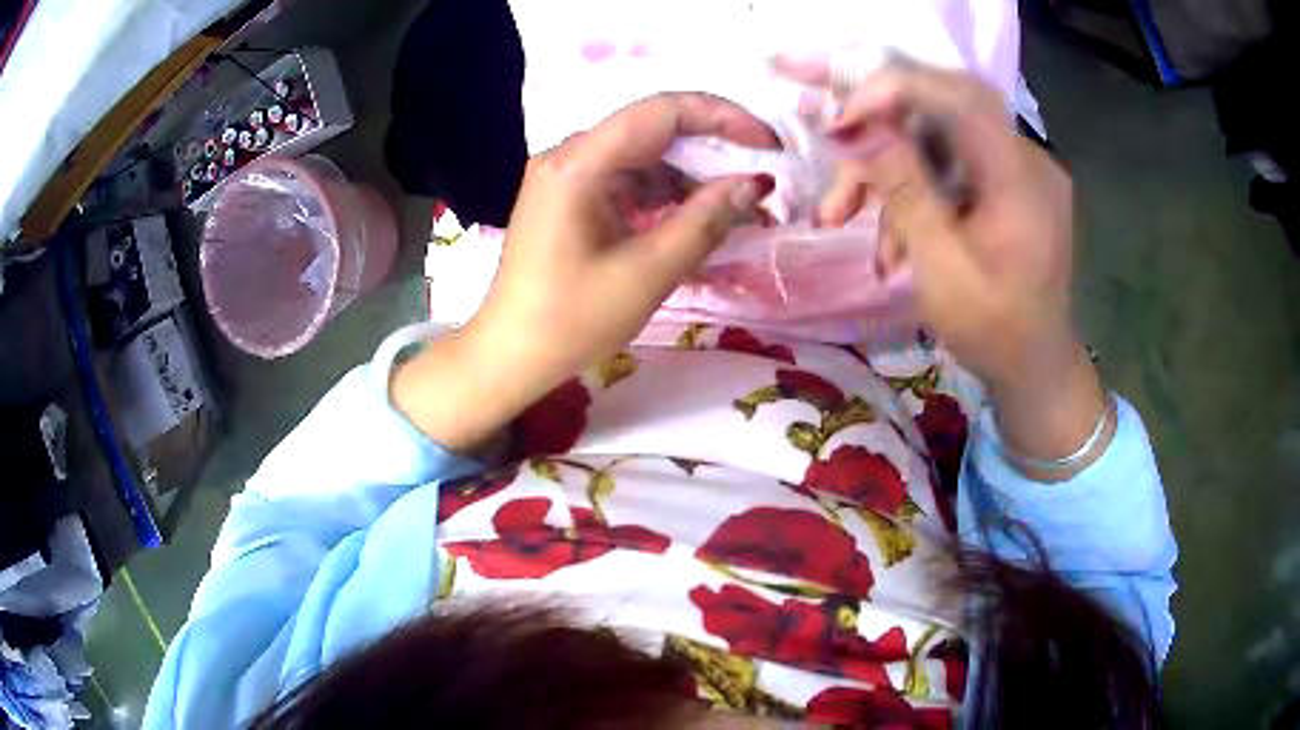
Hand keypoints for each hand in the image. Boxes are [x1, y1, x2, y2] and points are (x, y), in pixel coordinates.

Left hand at [393, 93, 776, 450]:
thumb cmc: (573, 321)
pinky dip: (664, 193)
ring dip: (692, 175)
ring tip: (738, 206)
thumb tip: (756, 182)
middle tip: (761, 177)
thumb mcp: (649, 272)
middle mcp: (569, 154)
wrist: (511, 354)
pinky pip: (627, 178)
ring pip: (644, 155)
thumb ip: (706, 219)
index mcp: (579, 163)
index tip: (768, 144)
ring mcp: (566, 173)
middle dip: (714, 148)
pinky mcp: (569, 195)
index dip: (724, 117)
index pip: (662, 112)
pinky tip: (695, 215)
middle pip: (654, 129)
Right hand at [778, 58, 1105, 469]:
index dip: (895, 90)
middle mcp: (1027, 160)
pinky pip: (954, 164)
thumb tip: (855, 127)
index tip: (840, 118)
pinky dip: (915, 188)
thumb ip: (903, 189)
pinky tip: (893, 233)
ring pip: (941, 140)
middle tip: (836, 158)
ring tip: (846, 218)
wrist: (1036, 371)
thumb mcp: (941, 267)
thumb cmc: (994, 332)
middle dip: (882, 131)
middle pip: (945, 110)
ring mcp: (1021, 171)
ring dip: (889, 170)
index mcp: (1020, 179)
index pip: (959, 97)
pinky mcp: (1011, 185)